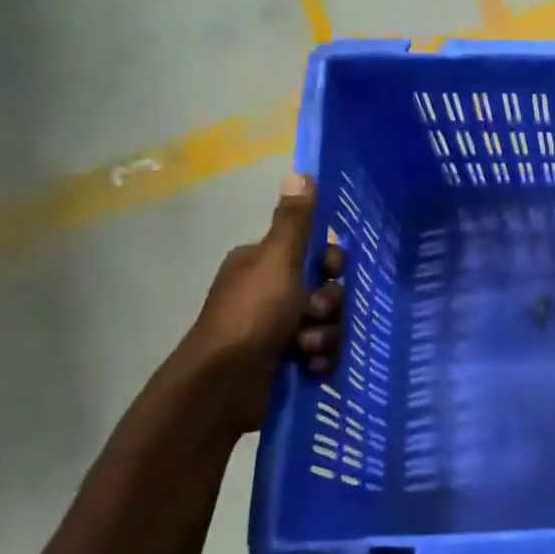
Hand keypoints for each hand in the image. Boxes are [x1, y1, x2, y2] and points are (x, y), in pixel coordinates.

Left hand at [184, 173, 346, 428]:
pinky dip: (319, 361)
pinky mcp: (284, 362)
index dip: (330, 265)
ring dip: (324, 337)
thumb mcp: (277, 261)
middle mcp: (269, 293)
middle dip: (328, 307)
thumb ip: (294, 221)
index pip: (315, 253)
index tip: (329, 273)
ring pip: (328, 325)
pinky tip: (309, 368)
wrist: (225, 383)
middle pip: (327, 291)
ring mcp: (276, 330)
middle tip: (312, 316)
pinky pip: (322, 354)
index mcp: (263, 264)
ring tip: (304, 350)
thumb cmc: (252, 314)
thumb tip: (300, 170)